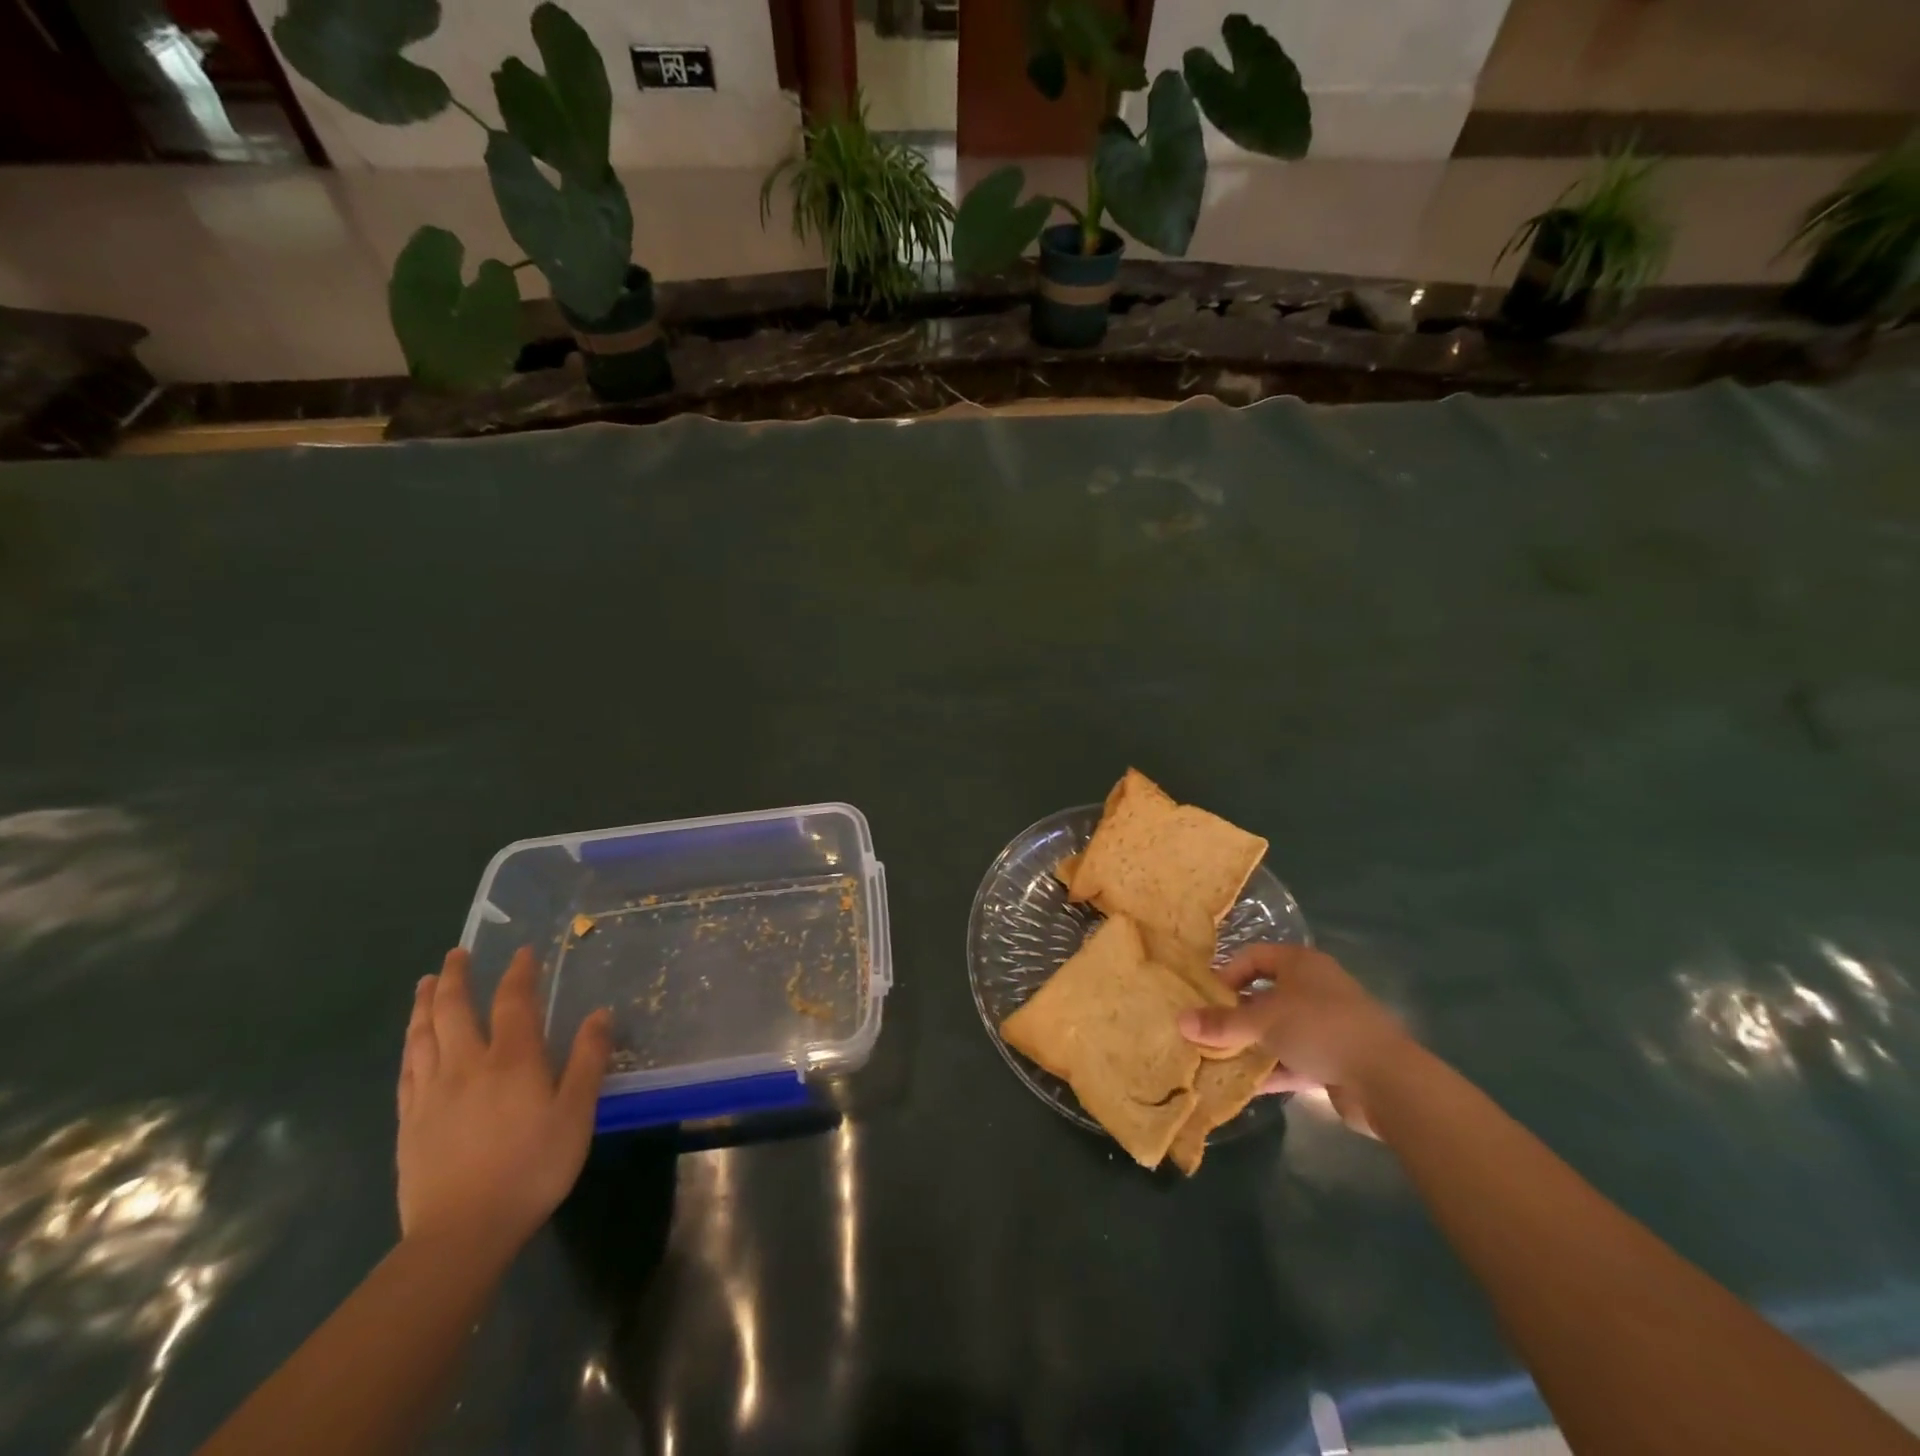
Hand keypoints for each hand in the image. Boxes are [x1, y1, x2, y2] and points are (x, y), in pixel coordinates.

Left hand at [396, 947, 611, 1258]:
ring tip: (425, 983)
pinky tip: (411, 1042)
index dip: (519, 973)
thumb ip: (588, 1060)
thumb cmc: (532, 1168)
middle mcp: (467, 1065)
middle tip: (456, 953)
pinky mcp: (409, 1122)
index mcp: (512, 1060)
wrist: (462, 1233)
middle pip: (454, 1010)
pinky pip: (407, 1071)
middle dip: (456, 977)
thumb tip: (600, 1013)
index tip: (522, 952)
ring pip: (423, 1036)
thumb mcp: (576, 1113)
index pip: (514, 1002)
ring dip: (424, 1004)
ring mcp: (432, 1093)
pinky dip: (410, 1046)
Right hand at [1178, 943, 1409, 1136]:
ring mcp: (1328, 1025)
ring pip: (1279, 1030)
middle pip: (1265, 994)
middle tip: (1207, 1029)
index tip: (1205, 998)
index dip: (1227, 973)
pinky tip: (1245, 1086)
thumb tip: (1179, 1021)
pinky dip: (1272, 1069)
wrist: (1387, 1080)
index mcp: (1301, 964)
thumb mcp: (1263, 1022)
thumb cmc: (1320, 1028)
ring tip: (1218, 1058)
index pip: (1254, 956)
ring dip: (1252, 1044)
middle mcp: (1315, 988)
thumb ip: (1221, 1023)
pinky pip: (1294, 1059)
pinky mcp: (1336, 1060)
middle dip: (1236, 1013)